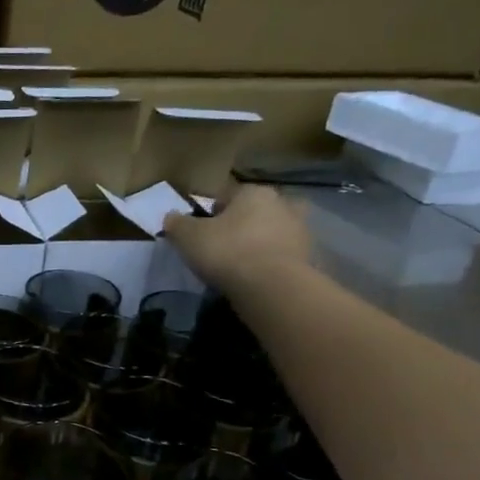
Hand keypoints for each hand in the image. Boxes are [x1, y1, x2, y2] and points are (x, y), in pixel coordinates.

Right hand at [164, 185, 312, 301]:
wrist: (271, 286)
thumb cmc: (227, 251)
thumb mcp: (189, 237)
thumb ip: (177, 224)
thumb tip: (170, 217)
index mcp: (253, 192)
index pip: (227, 196)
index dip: (211, 213)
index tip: (201, 233)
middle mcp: (282, 203)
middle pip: (254, 211)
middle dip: (241, 224)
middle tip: (224, 246)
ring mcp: (300, 230)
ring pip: (272, 232)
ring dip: (260, 243)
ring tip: (241, 264)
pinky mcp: (309, 257)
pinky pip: (283, 255)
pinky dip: (271, 262)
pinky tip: (257, 277)